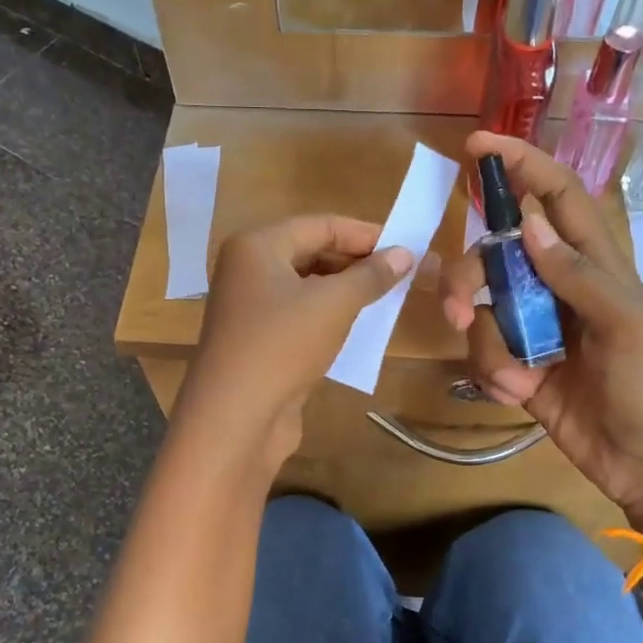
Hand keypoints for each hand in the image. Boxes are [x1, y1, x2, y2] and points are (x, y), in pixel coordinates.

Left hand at [178, 215, 413, 471]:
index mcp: (256, 246)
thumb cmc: (283, 345)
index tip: (406, 246)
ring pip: (307, 287)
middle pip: (311, 253)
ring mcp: (250, 308)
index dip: (366, 234)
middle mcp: (247, 270)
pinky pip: (300, 317)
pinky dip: (329, 317)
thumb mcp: (334, 304)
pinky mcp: (257, 341)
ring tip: (387, 298)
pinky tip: (360, 327)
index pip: (321, 225)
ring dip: (346, 291)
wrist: (236, 417)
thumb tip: (405, 253)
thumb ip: (371, 275)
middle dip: (356, 263)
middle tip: (401, 274)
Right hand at [441, 134, 642, 534]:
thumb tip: (529, 221)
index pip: (556, 198)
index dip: (521, 166)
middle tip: (462, 309)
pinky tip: (518, 394)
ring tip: (512, 378)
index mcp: (596, 267)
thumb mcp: (627, 326)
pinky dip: (492, 373)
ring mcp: (538, 331)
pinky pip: (485, 354)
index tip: (476, 147)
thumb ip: (577, 273)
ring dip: (486, 342)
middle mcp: (559, 290)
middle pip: (497, 256)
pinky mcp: (521, 371)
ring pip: (484, 309)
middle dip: (472, 277)